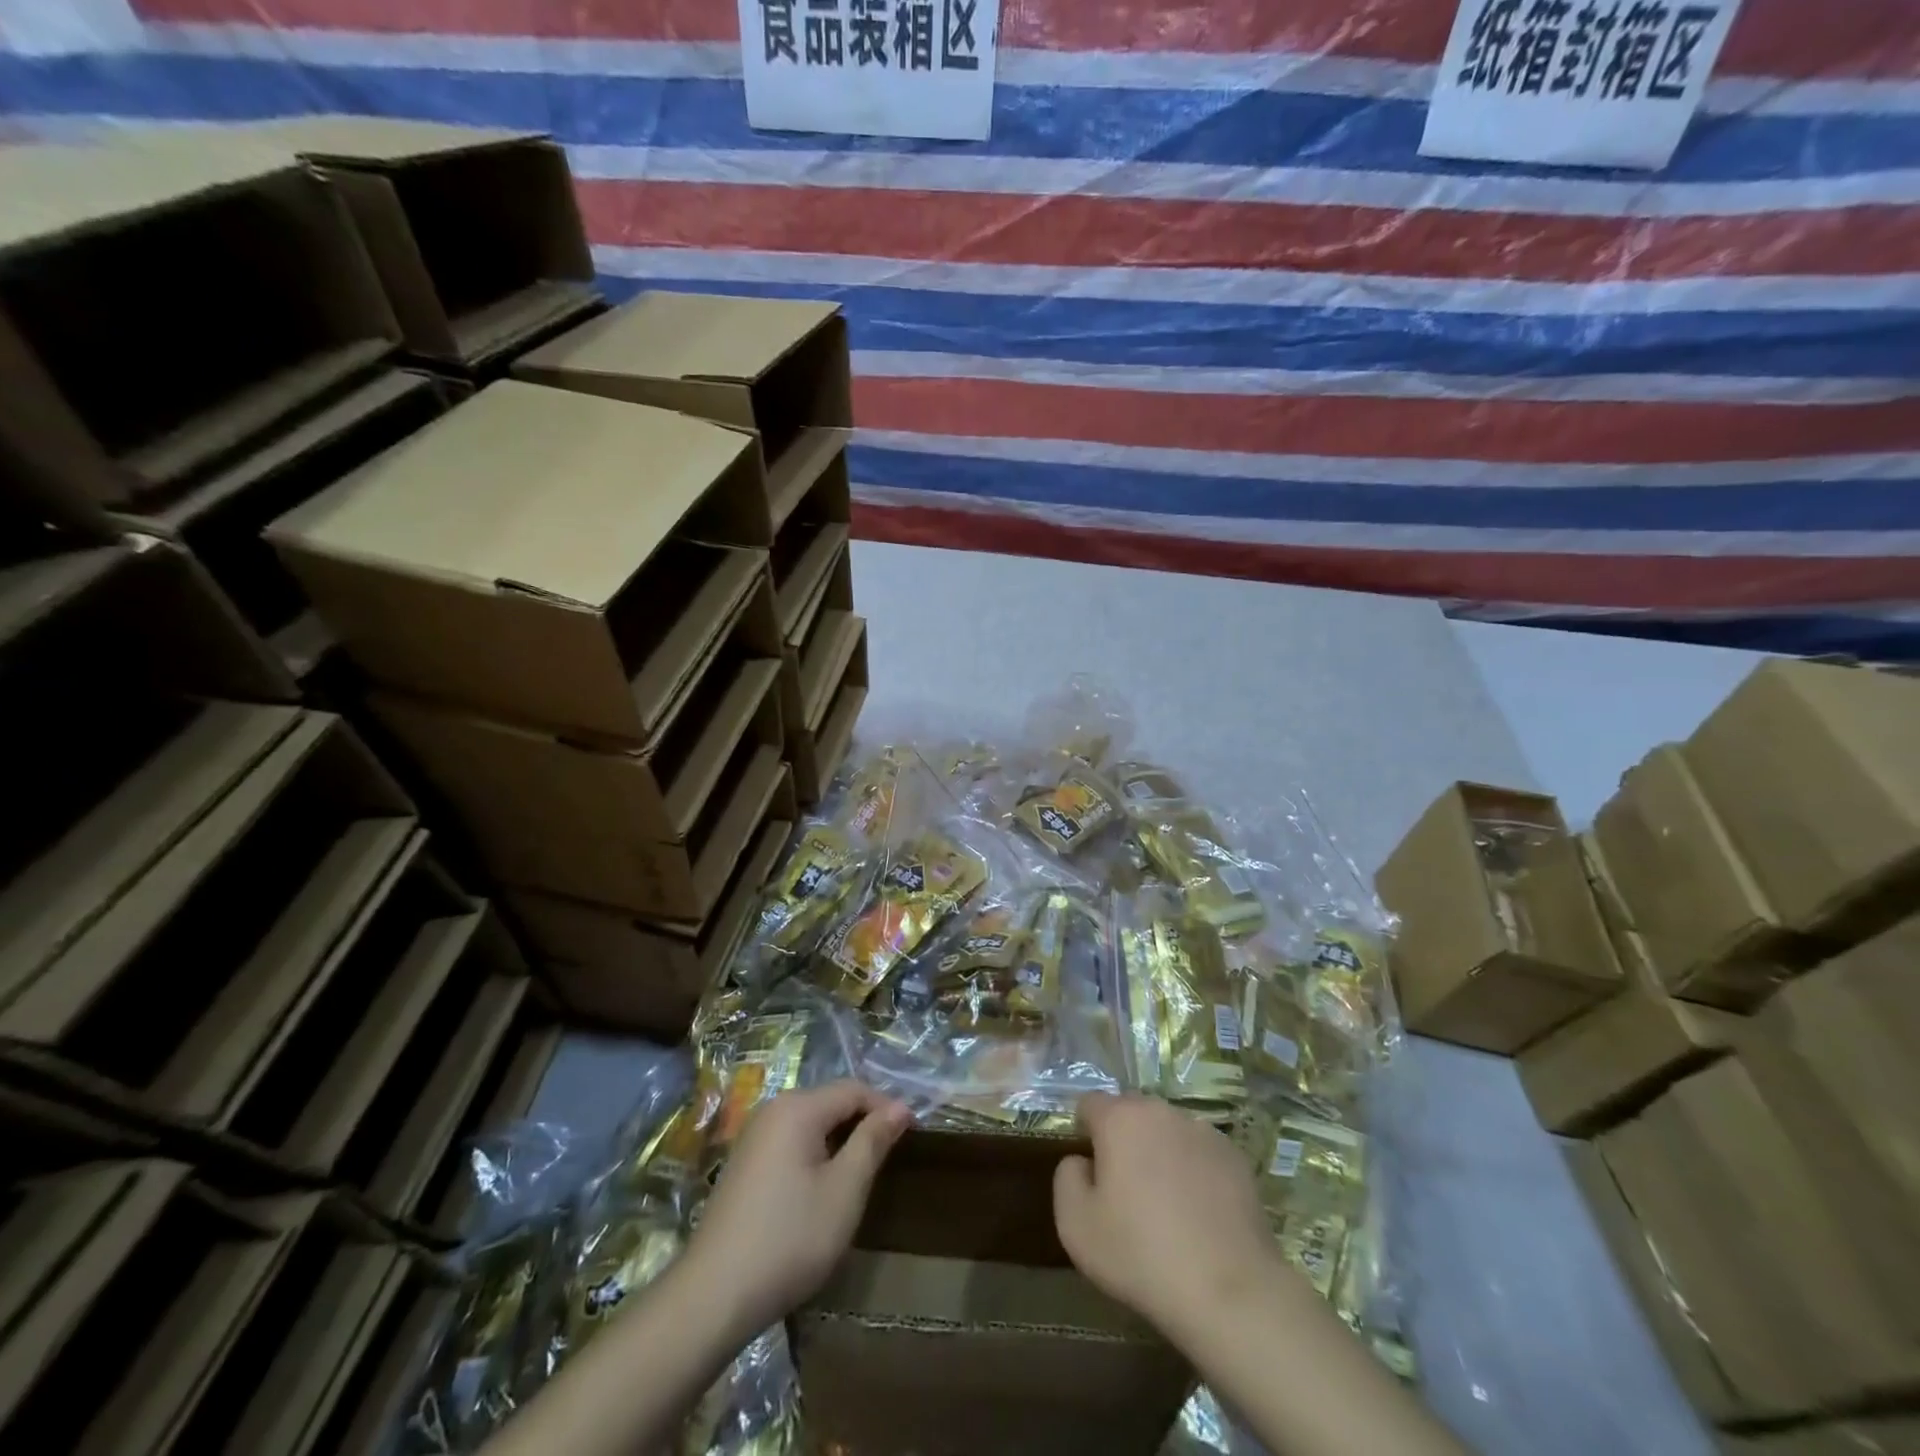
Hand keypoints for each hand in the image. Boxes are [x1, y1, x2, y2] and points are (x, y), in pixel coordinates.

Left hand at [685, 1080, 911, 1334]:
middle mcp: (773, 1109)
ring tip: (860, 1175)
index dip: (885, 1107)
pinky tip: (821, 1190)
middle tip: (888, 1158)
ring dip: (839, 1140)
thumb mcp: (844, 1190)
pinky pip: (790, 1141)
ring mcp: (753, 1136)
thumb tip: (900, 1106)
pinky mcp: (743, 1163)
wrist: (713, 1296)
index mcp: (798, 1107)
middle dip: (862, 1123)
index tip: (911, 1134)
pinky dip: (814, 1154)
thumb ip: (872, 1141)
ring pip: (810, 1122)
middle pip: (830, 1101)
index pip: (853, 1089)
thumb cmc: (790, 1238)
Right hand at [1053, 1093, 1282, 1342]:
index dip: (1083, 1132)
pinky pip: (1200, 1153)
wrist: (1229, 1293)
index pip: (1089, 1103)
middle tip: (1124, 1191)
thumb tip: (1081, 1161)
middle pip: (1130, 1113)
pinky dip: (1193, 1170)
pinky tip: (1198, 1213)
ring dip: (1159, 1152)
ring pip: (1167, 1131)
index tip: (1089, 1171)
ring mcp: (1203, 1130)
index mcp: (1120, 1118)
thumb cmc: (1141, 1254)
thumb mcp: (1075, 1225)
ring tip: (1165, 1204)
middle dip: (1122, 1140)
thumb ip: (1066, 1177)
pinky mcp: (1234, 1157)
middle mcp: (1161, 1111)